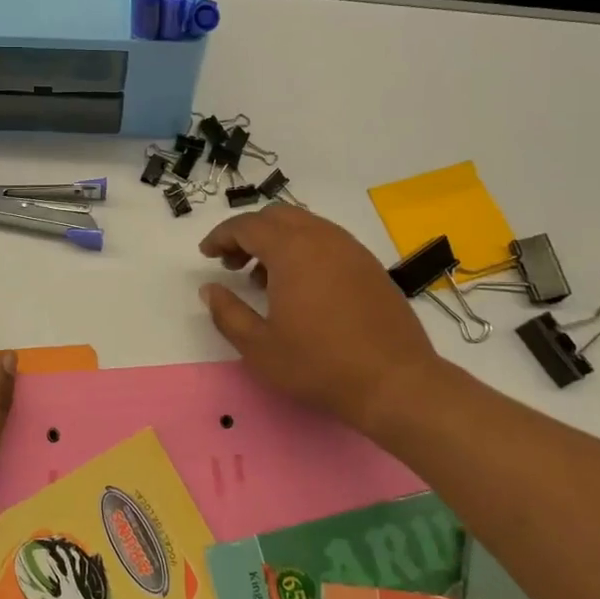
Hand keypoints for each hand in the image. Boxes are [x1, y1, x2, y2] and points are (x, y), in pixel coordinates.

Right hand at [198, 206, 453, 434]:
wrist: (394, 382)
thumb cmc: (319, 365)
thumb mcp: (259, 347)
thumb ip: (227, 313)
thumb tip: (210, 289)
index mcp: (292, 250)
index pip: (247, 226)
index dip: (221, 236)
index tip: (206, 254)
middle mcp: (322, 238)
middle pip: (276, 216)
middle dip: (248, 233)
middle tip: (231, 263)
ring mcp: (351, 249)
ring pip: (304, 225)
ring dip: (276, 240)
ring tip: (262, 277)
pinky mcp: (369, 265)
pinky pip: (327, 241)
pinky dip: (303, 249)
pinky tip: (300, 286)